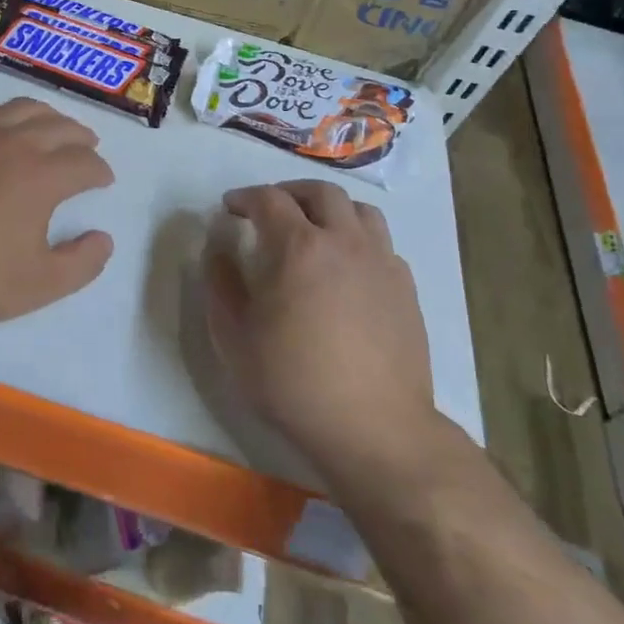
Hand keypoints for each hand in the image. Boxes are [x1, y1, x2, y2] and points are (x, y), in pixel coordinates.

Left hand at [0, 98, 114, 324]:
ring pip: (23, 109)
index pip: (84, 163)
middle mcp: (16, 144)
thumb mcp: (39, 284)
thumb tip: (104, 239)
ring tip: (56, 126)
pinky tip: (4, 123)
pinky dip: (4, 113)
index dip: (100, 171)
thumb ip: (82, 263)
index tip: (103, 180)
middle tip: (89, 147)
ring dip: (48, 115)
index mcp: (43, 176)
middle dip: (81, 137)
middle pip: (59, 127)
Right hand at [206, 181, 438, 473]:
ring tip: (314, 228)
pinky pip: (381, 243)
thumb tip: (217, 251)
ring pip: (359, 210)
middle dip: (288, 192)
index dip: (244, 197)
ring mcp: (381, 262)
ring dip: (330, 209)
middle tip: (270, 209)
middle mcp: (343, 242)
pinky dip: (358, 239)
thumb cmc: (294, 383)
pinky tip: (346, 267)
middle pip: (319, 192)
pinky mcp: (405, 288)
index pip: (268, 199)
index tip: (230, 207)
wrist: (376, 430)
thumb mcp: (234, 339)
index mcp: (298, 247)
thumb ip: (220, 286)